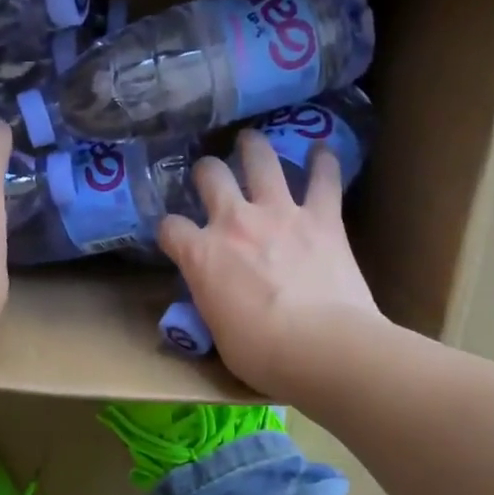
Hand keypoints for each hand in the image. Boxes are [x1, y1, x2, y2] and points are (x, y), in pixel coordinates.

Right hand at [157, 129, 383, 394]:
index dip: (170, 231)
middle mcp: (234, 222)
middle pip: (210, 175)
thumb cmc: (261, 353)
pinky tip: (322, 151)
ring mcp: (280, 213)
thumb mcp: (217, 333)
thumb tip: (217, 300)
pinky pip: (324, 178)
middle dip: (206, 171)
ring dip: (254, 147)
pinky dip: (323, 163)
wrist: (321, 347)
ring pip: (261, 159)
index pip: (169, 228)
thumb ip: (212, 303)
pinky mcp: (323, 217)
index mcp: (201, 255)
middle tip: (210, 175)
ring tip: (251, 141)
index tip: (175, 237)